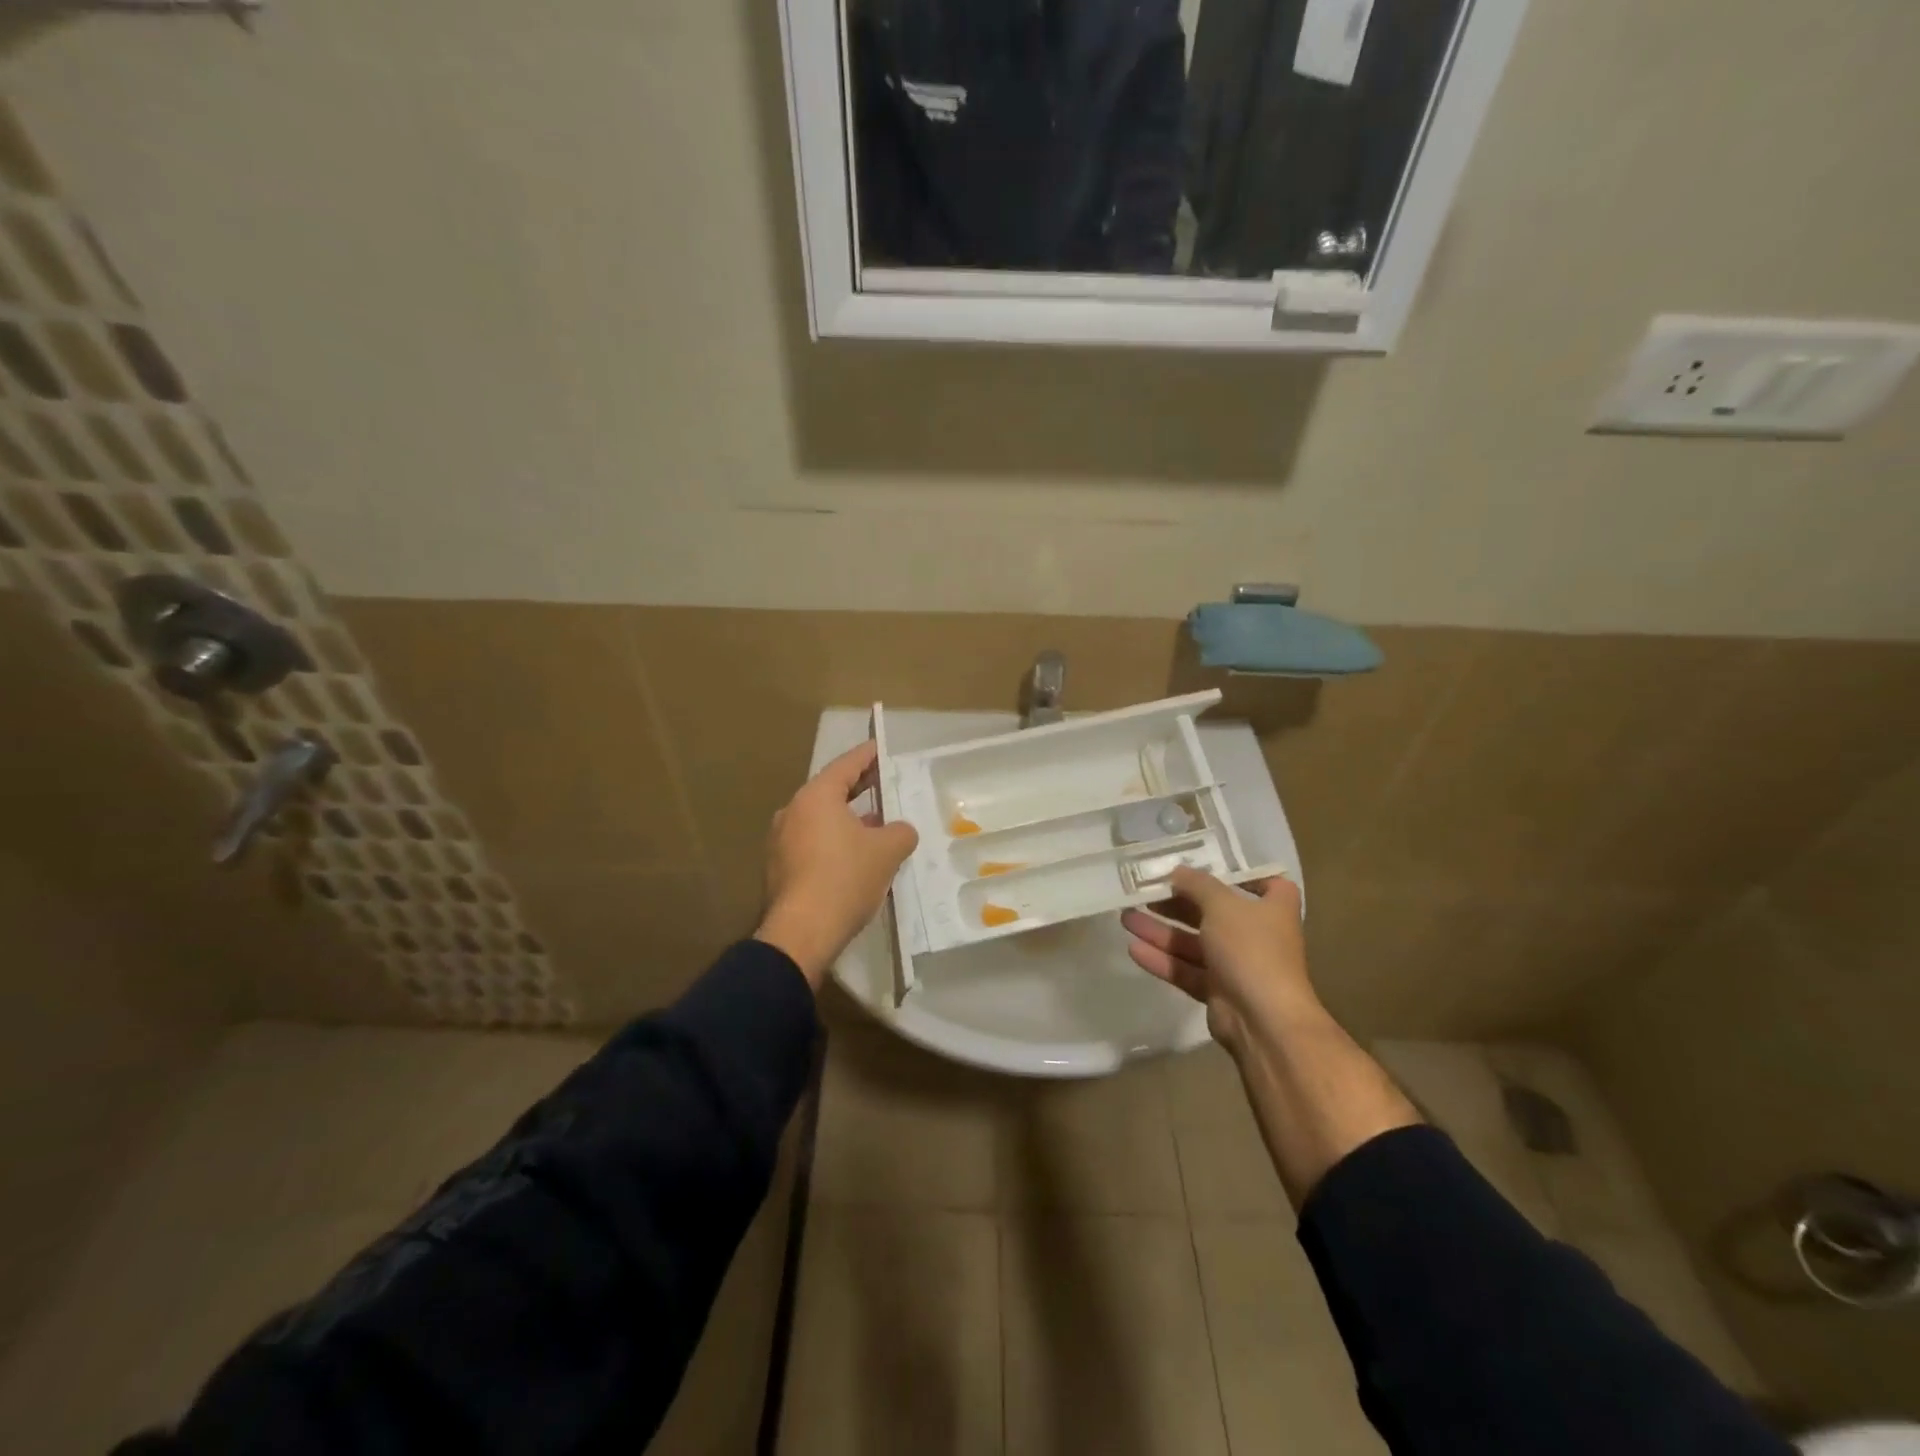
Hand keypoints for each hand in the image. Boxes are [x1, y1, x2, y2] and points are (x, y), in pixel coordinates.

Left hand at [754, 741, 918, 987]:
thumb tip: (900, 830)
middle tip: (883, 784)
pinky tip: (854, 858)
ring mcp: (780, 841)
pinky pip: (811, 844)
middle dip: (858, 789)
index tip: (881, 749)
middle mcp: (792, 811)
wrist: (801, 932)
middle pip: (830, 791)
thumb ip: (900, 832)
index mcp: (816, 797)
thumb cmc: (845, 878)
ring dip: (847, 820)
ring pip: (820, 820)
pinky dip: (833, 843)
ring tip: (875, 825)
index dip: (868, 756)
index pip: (846, 765)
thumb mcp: (887, 851)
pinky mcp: (778, 869)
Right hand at [1120, 868, 1311, 1052]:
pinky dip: (1162, 959)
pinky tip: (1134, 949)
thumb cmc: (1251, 949)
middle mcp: (1257, 934)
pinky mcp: (1217, 991)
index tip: (1209, 867)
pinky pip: (1186, 969)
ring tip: (1126, 918)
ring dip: (1161, 930)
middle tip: (1143, 892)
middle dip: (1176, 903)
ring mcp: (1237, 965)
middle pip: (1213, 912)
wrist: (1265, 1021)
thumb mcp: (1223, 905)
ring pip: (1193, 942)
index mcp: (1273, 908)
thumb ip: (1198, 884)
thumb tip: (1178, 871)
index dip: (1240, 874)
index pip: (1265, 883)